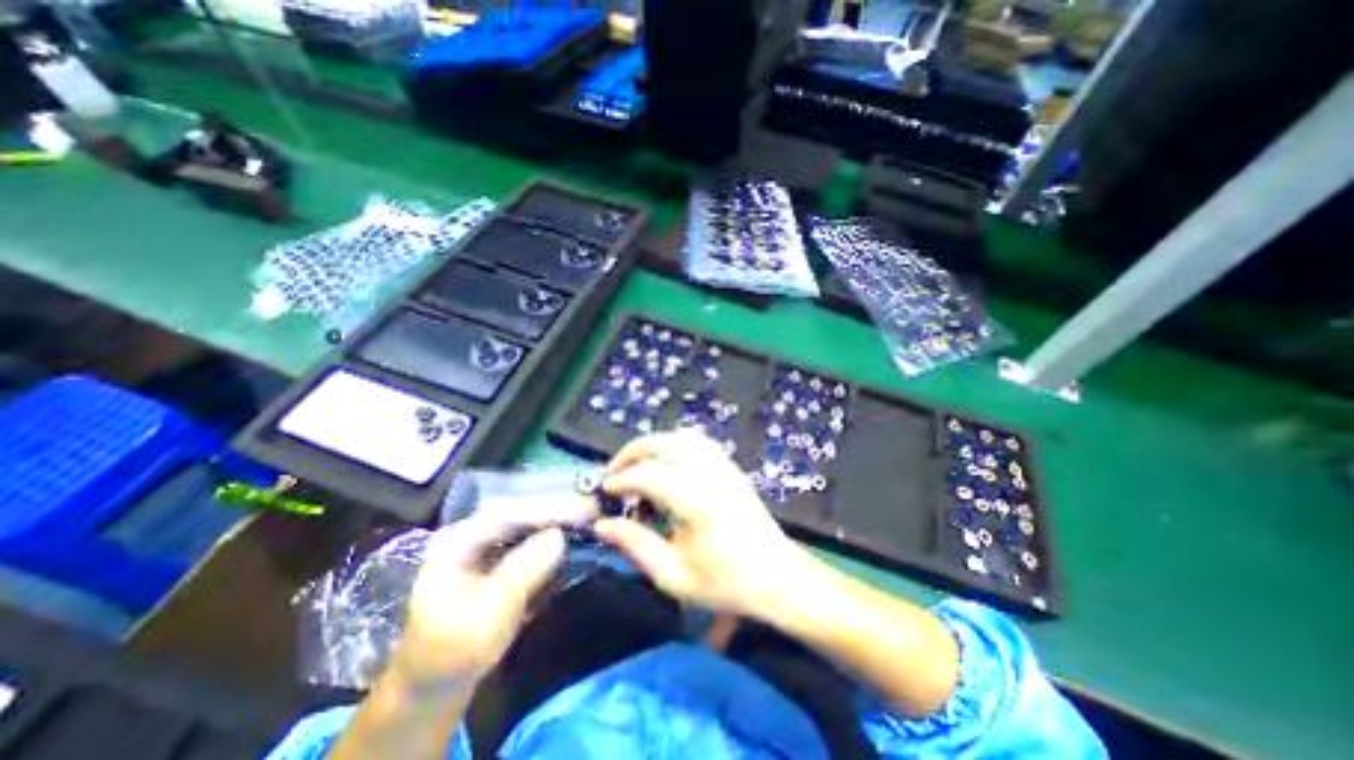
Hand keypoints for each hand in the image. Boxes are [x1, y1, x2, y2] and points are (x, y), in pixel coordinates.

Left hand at [389, 495, 594, 691]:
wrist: (438, 682)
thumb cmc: (454, 654)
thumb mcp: (486, 618)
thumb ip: (522, 574)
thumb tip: (559, 536)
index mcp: (455, 543)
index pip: (505, 516)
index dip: (544, 510)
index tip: (580, 510)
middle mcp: (472, 533)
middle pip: (520, 514)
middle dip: (556, 512)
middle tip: (592, 510)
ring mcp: (486, 543)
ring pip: (528, 523)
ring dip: (558, 522)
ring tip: (590, 519)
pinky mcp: (500, 555)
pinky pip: (530, 538)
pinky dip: (553, 537)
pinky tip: (574, 534)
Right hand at [594, 431, 808, 619]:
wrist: (777, 576)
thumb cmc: (726, 583)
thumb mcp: (673, 576)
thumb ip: (635, 545)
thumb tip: (602, 525)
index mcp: (694, 501)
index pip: (647, 475)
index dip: (620, 480)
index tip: (605, 492)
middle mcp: (709, 473)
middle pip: (664, 442)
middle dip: (634, 450)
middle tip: (616, 471)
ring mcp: (723, 466)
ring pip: (682, 437)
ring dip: (655, 444)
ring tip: (639, 466)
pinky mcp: (731, 467)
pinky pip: (699, 442)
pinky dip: (676, 445)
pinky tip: (669, 465)